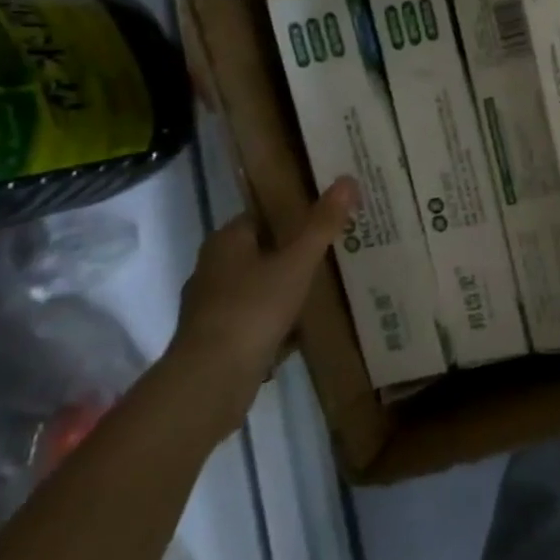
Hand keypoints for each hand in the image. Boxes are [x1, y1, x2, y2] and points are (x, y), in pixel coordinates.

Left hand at [166, 178, 358, 434]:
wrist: (211, 380)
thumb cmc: (253, 308)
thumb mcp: (296, 262)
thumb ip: (322, 224)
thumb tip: (348, 179)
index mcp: (226, 241)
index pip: (262, 215)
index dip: (294, 213)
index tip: (327, 216)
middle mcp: (213, 268)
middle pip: (262, 250)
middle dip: (294, 251)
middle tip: (335, 250)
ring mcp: (212, 306)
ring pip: (259, 286)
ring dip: (286, 287)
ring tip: (326, 287)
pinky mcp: (218, 339)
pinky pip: (256, 318)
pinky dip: (277, 319)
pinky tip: (304, 327)